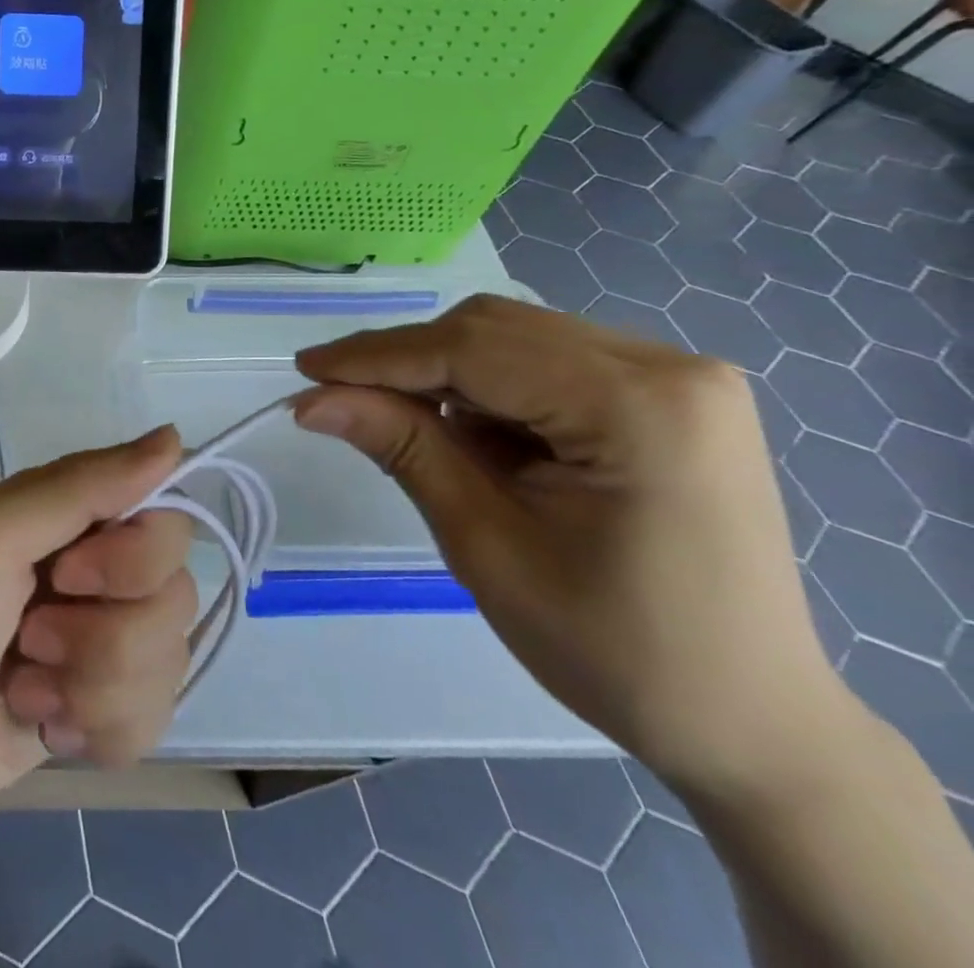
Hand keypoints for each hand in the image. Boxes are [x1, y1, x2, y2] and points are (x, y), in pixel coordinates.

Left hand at [0, 428, 195, 832]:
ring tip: (23, 685)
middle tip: (29, 638)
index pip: (165, 519)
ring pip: (168, 662)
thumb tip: (175, 437)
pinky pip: (154, 718)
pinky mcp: (104, 708)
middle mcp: (99, 570)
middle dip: (102, 636)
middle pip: (176, 595)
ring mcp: (104, 642)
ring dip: (91, 687)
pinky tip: (43, 726)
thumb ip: (81, 486)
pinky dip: (96, 731)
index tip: (70, 575)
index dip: (132, 559)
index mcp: (73, 516)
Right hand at [294, 295, 846, 797]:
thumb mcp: (486, 544)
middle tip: (336, 396)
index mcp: (641, 406)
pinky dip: (489, 390)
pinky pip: (547, 365)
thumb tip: (313, 399)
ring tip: (401, 423)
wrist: (750, 723)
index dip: (377, 356)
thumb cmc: (616, 650)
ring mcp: (678, 378)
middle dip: (408, 361)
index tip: (304, 370)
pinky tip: (469, 435)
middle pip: (495, 330)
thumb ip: (402, 448)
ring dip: (445, 375)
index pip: (473, 349)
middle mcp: (669, 367)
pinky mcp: (669, 397)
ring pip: (516, 340)